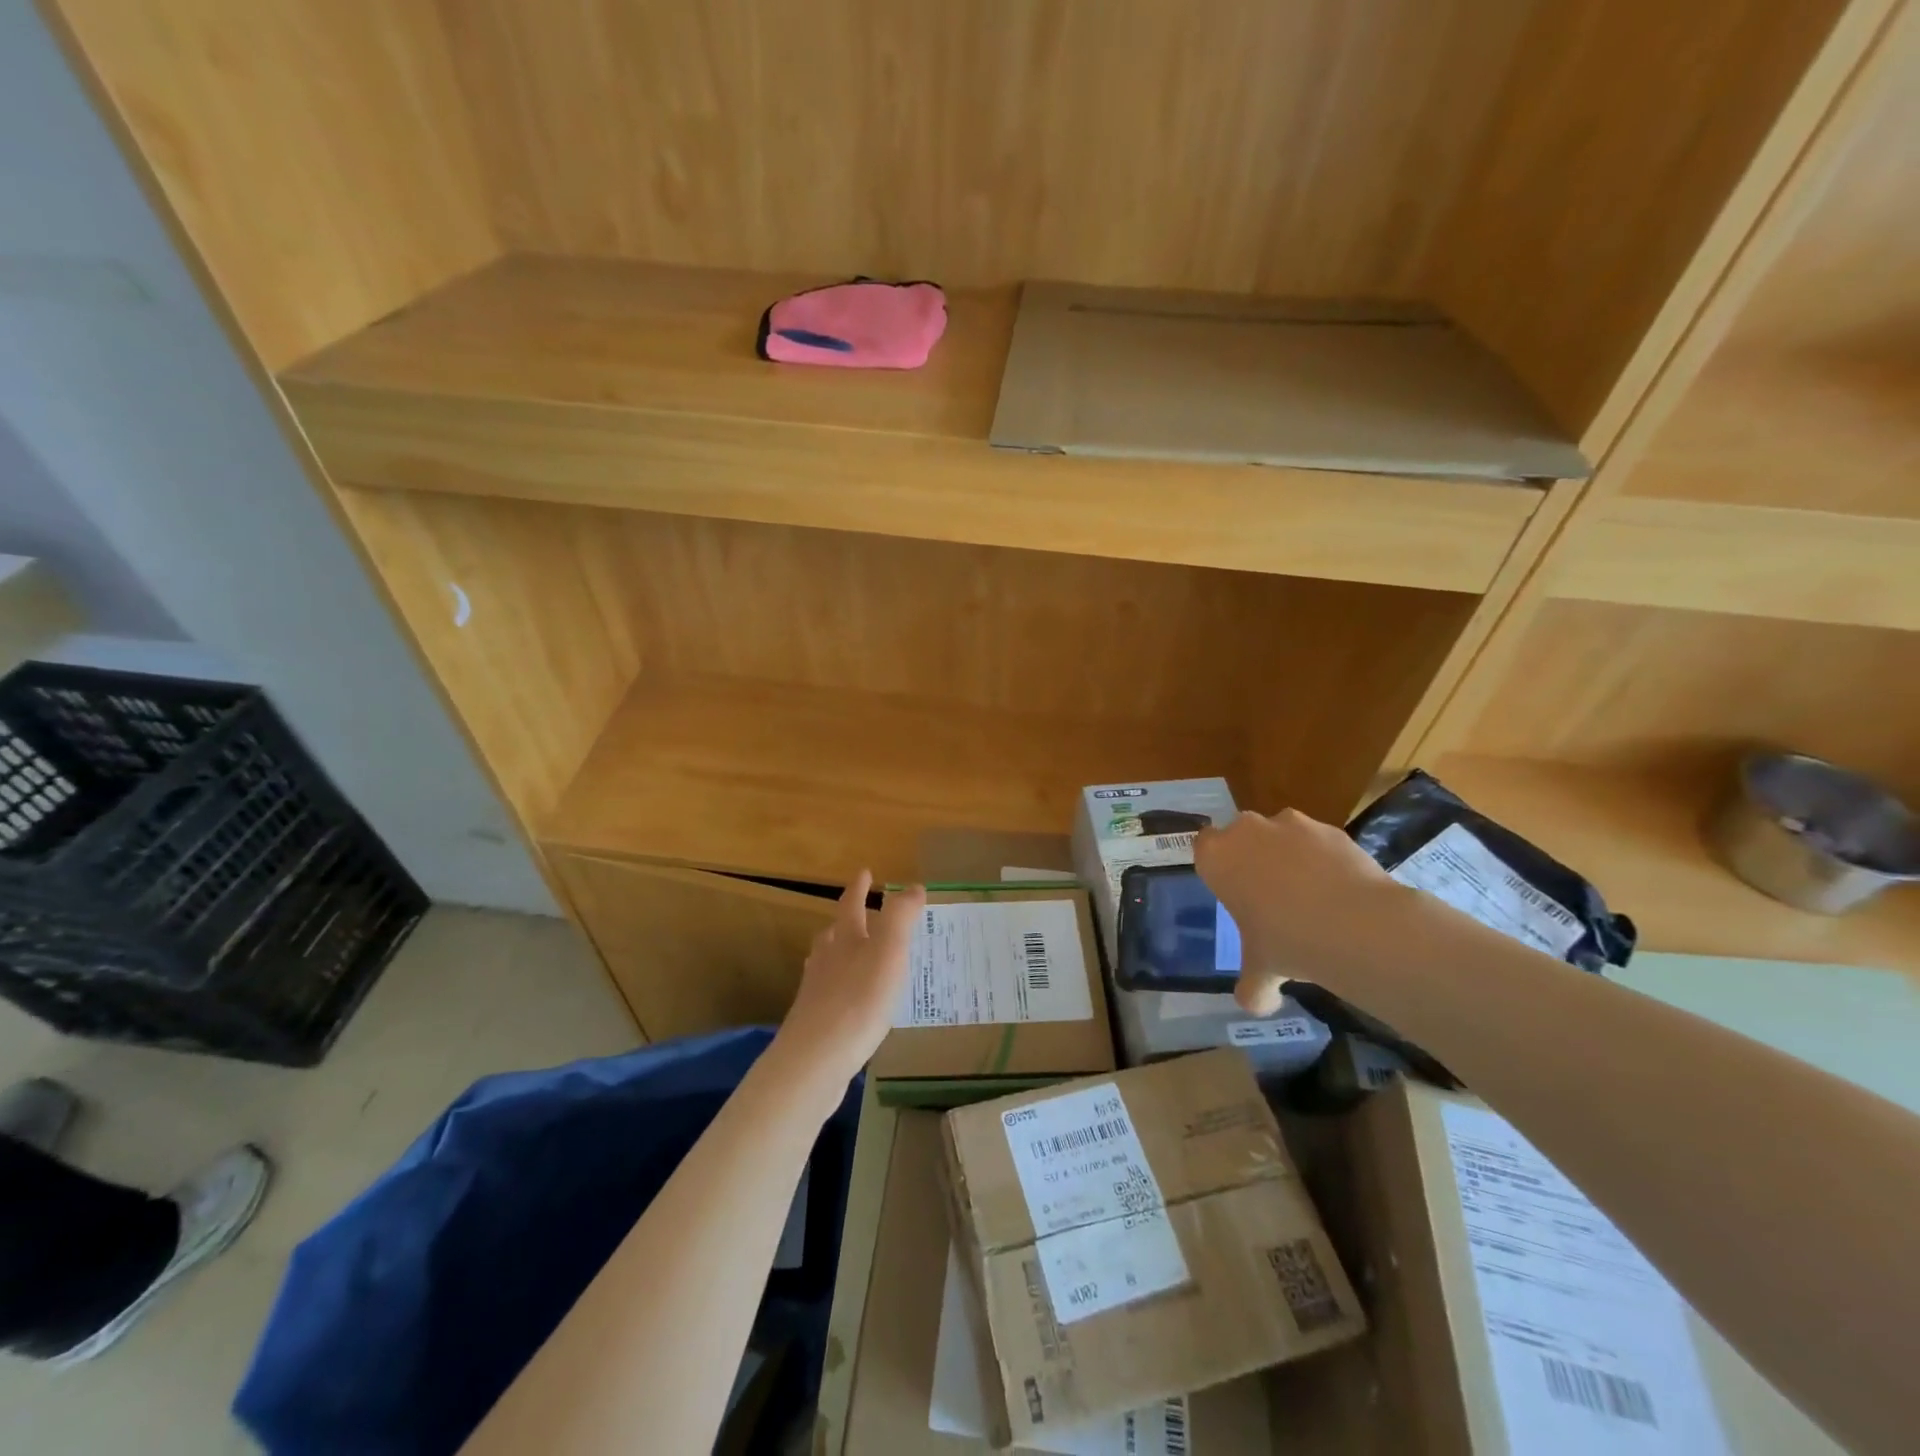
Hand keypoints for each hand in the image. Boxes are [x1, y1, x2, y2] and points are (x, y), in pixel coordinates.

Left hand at [773, 871, 925, 1088]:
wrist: (814, 1060)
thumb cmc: (857, 1000)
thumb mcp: (889, 952)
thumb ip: (901, 917)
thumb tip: (913, 887)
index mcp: (845, 939)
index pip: (851, 904)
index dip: (859, 887)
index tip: (865, 872)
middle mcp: (826, 960)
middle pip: (835, 933)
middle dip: (848, 921)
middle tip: (864, 915)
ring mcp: (816, 992)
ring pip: (828, 963)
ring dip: (843, 954)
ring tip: (859, 956)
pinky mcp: (816, 1023)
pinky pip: (831, 995)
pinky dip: (844, 989)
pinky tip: (855, 1004)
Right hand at [1195, 809, 1393, 1014]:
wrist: (1355, 925)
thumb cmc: (1287, 942)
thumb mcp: (1261, 971)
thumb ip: (1251, 985)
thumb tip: (1255, 1004)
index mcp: (1217, 858)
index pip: (1203, 846)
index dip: (1218, 865)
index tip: (1232, 889)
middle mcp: (1247, 831)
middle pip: (1242, 835)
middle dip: (1253, 857)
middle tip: (1269, 896)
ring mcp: (1291, 824)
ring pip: (1282, 834)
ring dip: (1289, 855)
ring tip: (1311, 895)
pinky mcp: (1330, 829)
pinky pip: (1319, 842)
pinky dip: (1325, 859)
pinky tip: (1340, 892)